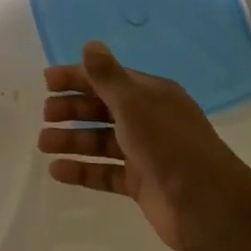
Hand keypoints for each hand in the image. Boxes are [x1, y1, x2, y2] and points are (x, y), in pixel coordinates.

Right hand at [38, 41, 250, 250]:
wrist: (207, 206)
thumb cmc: (169, 145)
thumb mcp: (134, 104)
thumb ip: (107, 76)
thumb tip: (90, 44)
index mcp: (151, 96)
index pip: (107, 79)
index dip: (77, 78)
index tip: (47, 82)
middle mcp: (148, 121)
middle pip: (101, 110)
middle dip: (71, 110)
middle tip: (45, 115)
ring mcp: (144, 154)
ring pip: (100, 141)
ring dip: (71, 140)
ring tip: (43, 144)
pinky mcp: (140, 184)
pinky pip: (104, 172)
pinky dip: (81, 171)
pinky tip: (57, 171)